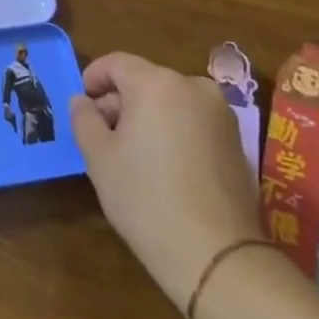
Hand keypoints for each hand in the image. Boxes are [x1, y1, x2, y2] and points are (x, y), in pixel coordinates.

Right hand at [69, 52, 263, 310]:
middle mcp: (193, 87)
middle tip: (102, 135)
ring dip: (148, 117)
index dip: (93, 77)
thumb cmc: (146, 198)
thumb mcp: (99, 156)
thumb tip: (83, 102)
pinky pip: (193, 123)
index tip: (82, 104)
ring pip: (171, 102)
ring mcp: (221, 115)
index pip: (116, 63)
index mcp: (156, 83)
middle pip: (145, 81)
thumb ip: (84, 119)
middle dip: (120, 101)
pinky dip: (174, 132)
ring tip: (133, 154)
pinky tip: (164, 168)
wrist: (217, 256)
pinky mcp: (237, 143)